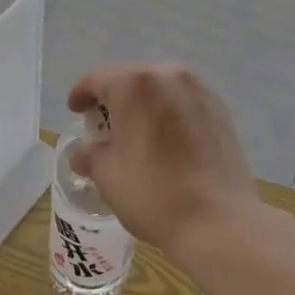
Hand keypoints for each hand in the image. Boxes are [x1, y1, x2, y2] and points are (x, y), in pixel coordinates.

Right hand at [67, 64, 263, 266]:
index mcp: (135, 84)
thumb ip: (90, 155)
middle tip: (104, 125)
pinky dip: (169, 112)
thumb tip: (84, 153)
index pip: (97, 79)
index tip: (75, 110)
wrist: (218, 220)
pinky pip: (184, 101)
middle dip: (114, 98)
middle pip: (131, 79)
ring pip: (161, 88)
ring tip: (136, 132)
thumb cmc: (153, 194)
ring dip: (144, 104)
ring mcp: (198, 89)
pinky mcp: (219, 108)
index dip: (81, 94)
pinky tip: (167, 139)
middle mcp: (168, 75)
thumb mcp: (107, 175)